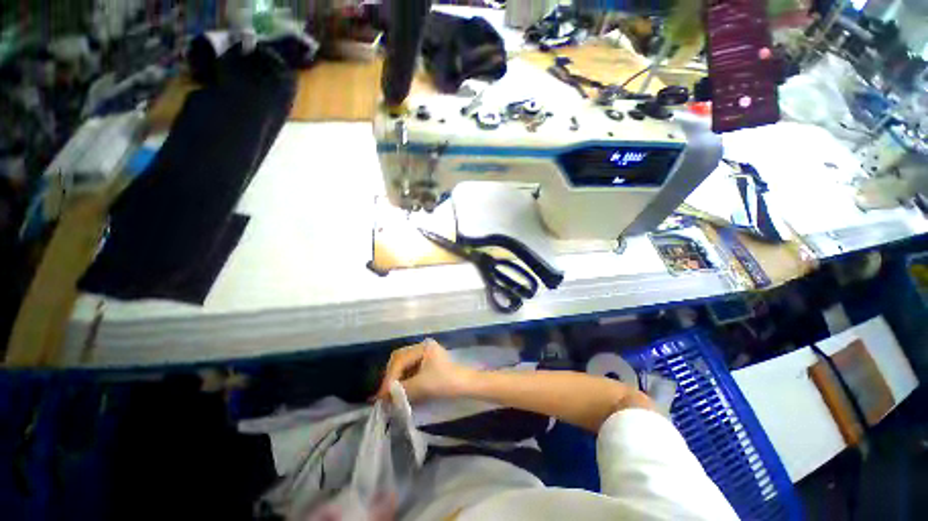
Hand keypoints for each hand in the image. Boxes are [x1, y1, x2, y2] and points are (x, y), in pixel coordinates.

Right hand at [375, 339, 471, 402]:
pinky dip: (404, 378)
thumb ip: (401, 389)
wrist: (465, 385)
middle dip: (391, 376)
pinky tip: (401, 389)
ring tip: (390, 393)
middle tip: (384, 392)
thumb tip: (383, 396)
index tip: (382, 394)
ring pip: (404, 364)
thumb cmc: (445, 382)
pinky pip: (411, 368)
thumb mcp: (421, 385)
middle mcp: (422, 346)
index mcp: (422, 347)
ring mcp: (425, 353)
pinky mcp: (428, 362)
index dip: (390, 377)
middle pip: (399, 359)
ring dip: (397, 378)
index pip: (399, 360)